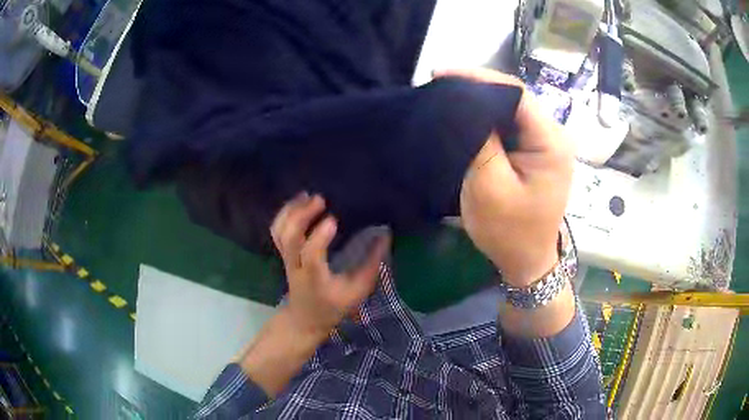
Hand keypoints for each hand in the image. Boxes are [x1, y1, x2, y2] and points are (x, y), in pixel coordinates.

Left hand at [270, 192, 390, 336]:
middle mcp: (296, 266)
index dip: (319, 237)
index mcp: (315, 278)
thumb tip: (385, 235)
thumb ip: (372, 264)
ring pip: (279, 232)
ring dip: (291, 211)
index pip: (311, 255)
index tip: (333, 220)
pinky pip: (277, 231)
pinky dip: (285, 213)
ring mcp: (286, 259)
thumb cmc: (334, 306)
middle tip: (320, 199)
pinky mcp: (283, 254)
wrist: (305, 317)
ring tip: (307, 195)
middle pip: (289, 239)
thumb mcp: (358, 290)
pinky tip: (299, 201)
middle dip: (301, 216)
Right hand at [437, 69, 574, 285]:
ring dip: (480, 104)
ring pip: (510, 110)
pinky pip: (510, 126)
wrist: (527, 262)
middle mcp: (554, 136)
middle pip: (514, 97)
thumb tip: (463, 103)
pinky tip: (466, 119)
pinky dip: (487, 120)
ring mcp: (546, 144)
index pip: (516, 93)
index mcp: (551, 142)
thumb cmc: (510, 232)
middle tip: (440, 85)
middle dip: (476, 89)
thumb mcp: (489, 187)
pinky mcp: (536, 152)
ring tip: (447, 97)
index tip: (442, 75)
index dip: (479, 78)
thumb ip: (479, 140)